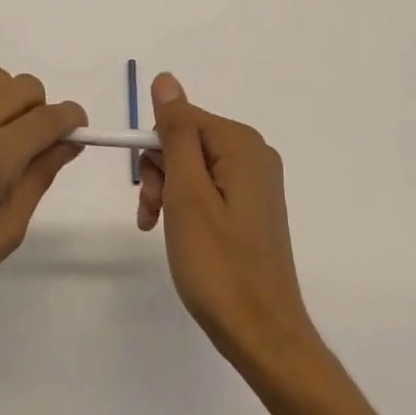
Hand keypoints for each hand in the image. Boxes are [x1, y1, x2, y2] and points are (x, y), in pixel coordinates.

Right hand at [138, 73, 319, 374]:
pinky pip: (210, 186)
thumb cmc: (218, 265)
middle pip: (187, 140)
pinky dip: (188, 204)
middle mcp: (254, 152)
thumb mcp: (187, 193)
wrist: (264, 336)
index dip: (156, 151)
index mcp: (241, 143)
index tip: (151, 193)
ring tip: (160, 229)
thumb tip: (166, 79)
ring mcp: (256, 181)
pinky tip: (179, 234)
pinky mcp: (254, 206)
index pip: (180, 118)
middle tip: (153, 215)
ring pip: (194, 165)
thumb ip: (175, 132)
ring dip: (169, 191)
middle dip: (162, 172)